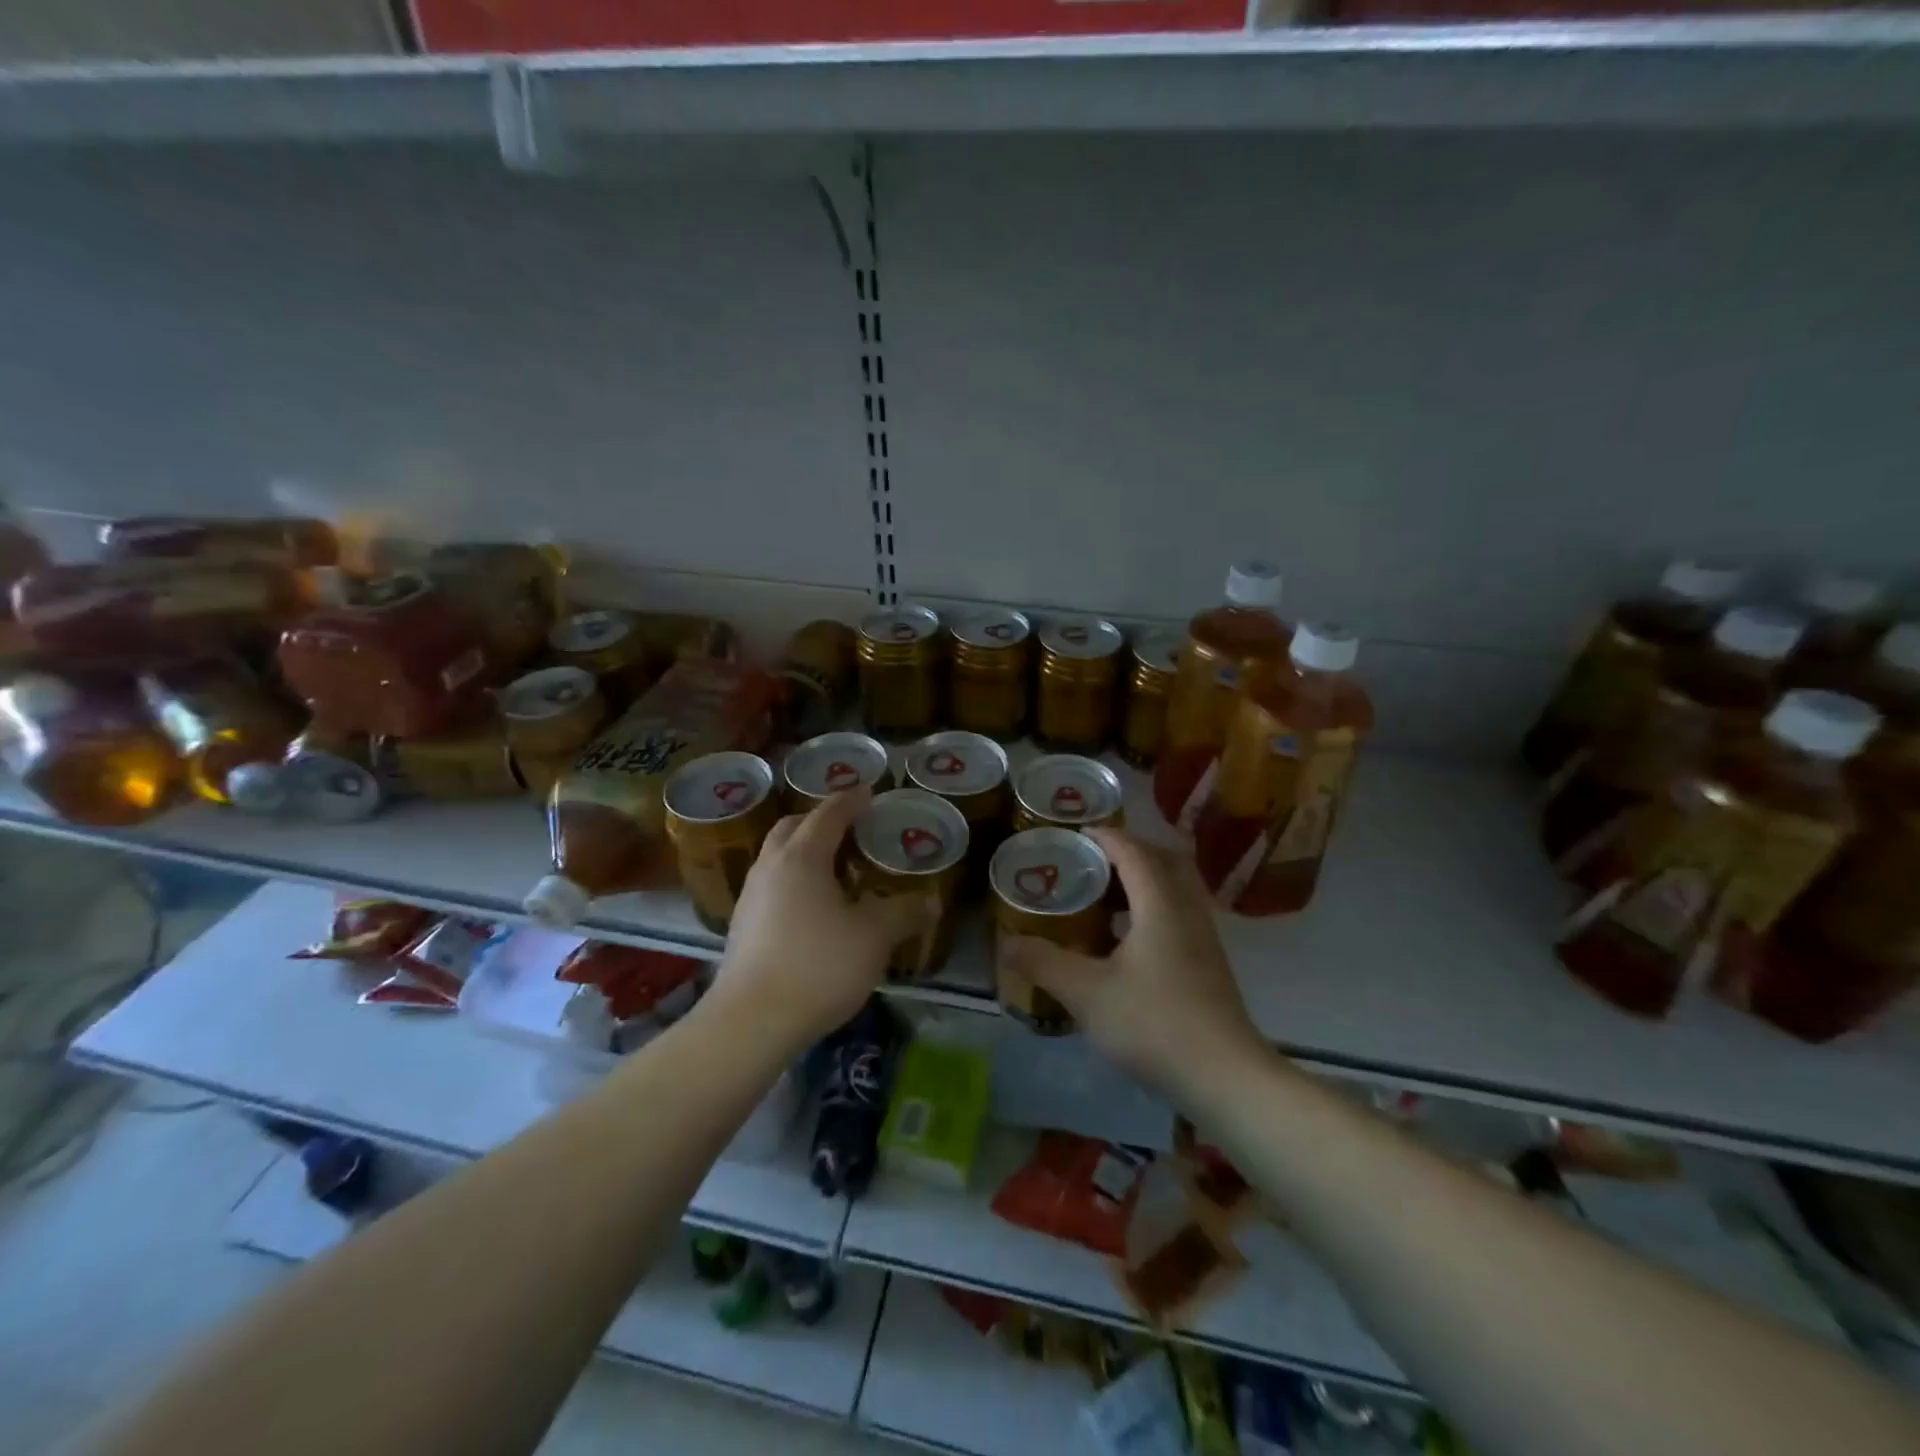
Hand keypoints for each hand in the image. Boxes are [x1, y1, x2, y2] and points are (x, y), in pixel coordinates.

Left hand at [714, 786, 931, 1049]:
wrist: (751, 1021)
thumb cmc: (818, 965)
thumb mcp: (874, 937)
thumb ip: (904, 913)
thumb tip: (931, 902)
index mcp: (802, 857)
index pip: (829, 814)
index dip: (852, 801)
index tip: (870, 792)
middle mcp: (770, 867)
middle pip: (793, 827)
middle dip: (821, 820)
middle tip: (850, 828)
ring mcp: (750, 896)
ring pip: (777, 856)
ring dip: (803, 850)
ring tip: (834, 867)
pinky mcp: (742, 926)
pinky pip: (771, 885)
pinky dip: (793, 880)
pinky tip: (812, 908)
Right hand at [999, 829, 1261, 1096]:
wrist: (1225, 1078)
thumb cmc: (1154, 1023)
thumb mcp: (1087, 993)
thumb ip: (1044, 963)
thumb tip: (1006, 943)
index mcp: (1160, 904)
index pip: (1133, 851)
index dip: (1104, 836)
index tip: (1074, 833)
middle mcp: (1187, 910)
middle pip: (1163, 860)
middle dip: (1129, 851)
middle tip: (1092, 861)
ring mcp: (1204, 938)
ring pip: (1175, 888)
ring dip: (1143, 881)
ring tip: (1104, 896)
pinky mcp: (1209, 964)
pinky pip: (1179, 914)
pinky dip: (1153, 908)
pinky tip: (1127, 940)